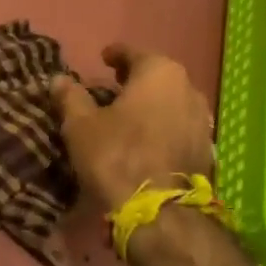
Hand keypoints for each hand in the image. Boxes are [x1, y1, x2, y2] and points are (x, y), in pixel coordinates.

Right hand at [50, 45, 214, 212]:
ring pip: (172, 102)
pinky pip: (179, 126)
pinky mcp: (207, 149)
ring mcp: (203, 120)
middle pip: (158, 76)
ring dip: (152, 104)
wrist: (159, 212)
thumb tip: (59, 79)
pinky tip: (147, 139)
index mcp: (159, 73)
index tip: (104, 58)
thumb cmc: (116, 155)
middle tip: (113, 86)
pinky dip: (163, 126)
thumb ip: (70, 97)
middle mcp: (189, 89)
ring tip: (129, 114)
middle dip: (136, 80)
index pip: (134, 53)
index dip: (116, 54)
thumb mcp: (80, 125)